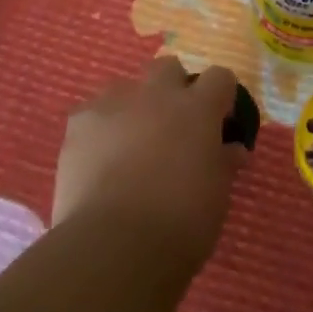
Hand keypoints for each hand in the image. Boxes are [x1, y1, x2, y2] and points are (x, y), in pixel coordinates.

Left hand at [52, 58, 247, 274]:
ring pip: (126, 85)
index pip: (219, 77)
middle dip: (173, 88)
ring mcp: (114, 103)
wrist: (115, 244)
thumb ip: (223, 163)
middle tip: (173, 126)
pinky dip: (99, 127)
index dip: (221, 96)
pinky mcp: (79, 121)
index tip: (219, 121)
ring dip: (133, 105)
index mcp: (198, 108)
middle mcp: (157, 93)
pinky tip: (98, 157)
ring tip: (131, 141)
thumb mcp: (217, 196)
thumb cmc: (180, 223)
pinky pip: (92, 111)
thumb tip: (232, 149)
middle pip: (168, 67)